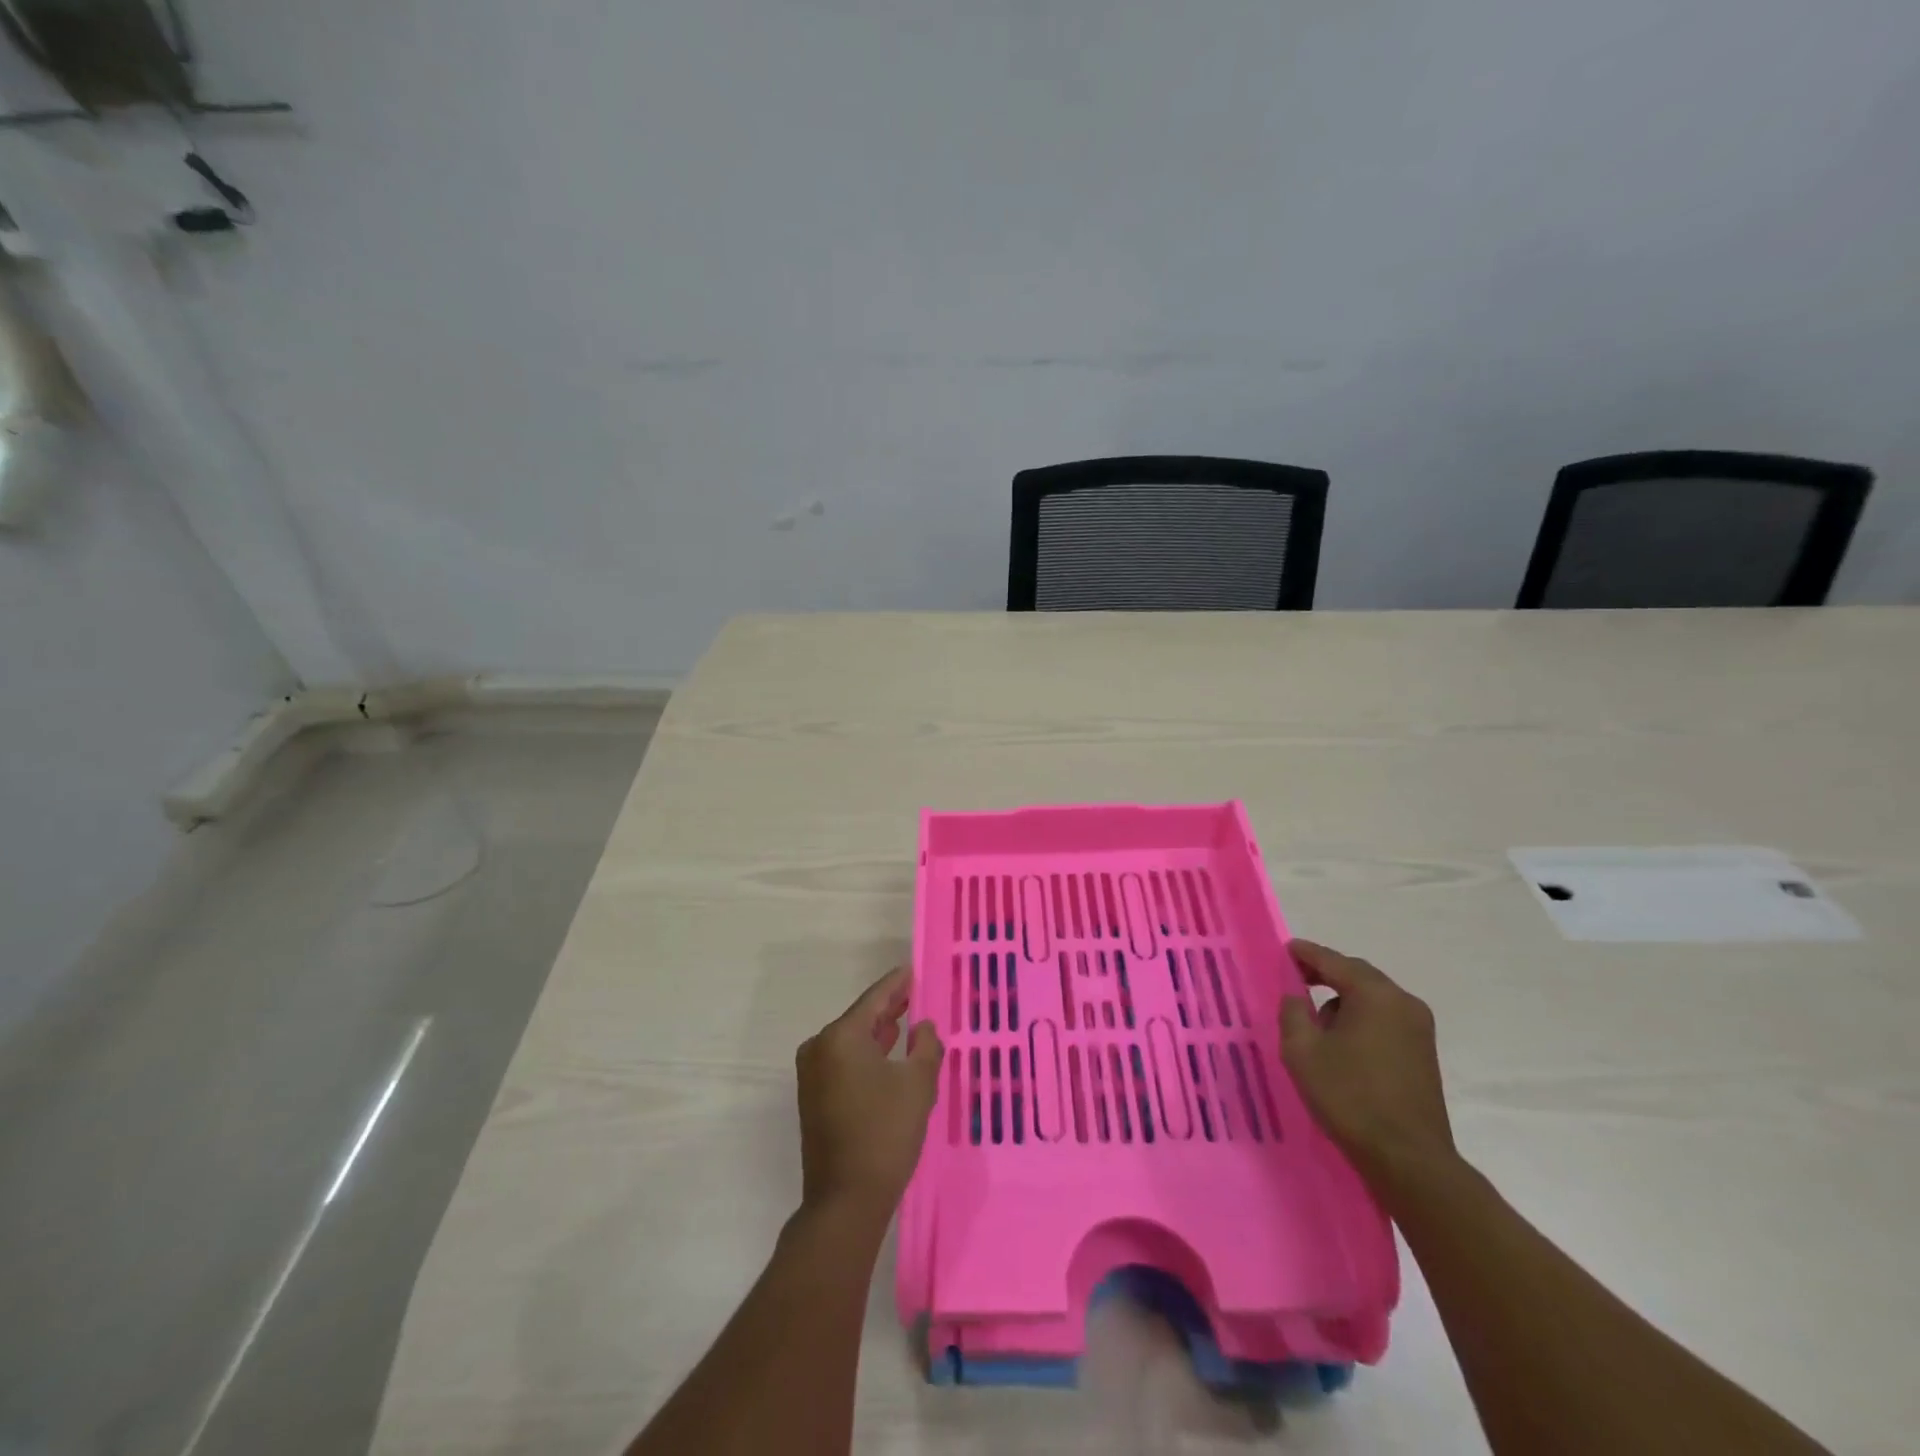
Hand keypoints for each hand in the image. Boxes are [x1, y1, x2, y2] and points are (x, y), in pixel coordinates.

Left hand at [796, 967, 942, 1218]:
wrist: (845, 1201)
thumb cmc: (885, 1134)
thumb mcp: (918, 1085)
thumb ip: (925, 1046)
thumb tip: (923, 1027)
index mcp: (841, 1037)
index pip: (875, 999)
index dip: (897, 984)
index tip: (913, 970)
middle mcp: (819, 1047)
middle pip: (860, 1018)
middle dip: (889, 1008)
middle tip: (915, 995)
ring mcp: (812, 1074)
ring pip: (851, 1041)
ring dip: (878, 1033)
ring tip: (906, 1021)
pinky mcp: (813, 1097)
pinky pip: (844, 1062)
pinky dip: (866, 1054)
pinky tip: (887, 1055)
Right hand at [1279, 940, 1455, 1184]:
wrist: (1408, 1159)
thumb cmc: (1350, 1097)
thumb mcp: (1302, 1051)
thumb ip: (1293, 1013)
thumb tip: (1296, 997)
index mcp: (1375, 995)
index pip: (1334, 961)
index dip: (1306, 954)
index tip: (1285, 949)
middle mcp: (1403, 1003)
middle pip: (1358, 976)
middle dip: (1327, 974)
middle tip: (1296, 979)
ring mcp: (1420, 1030)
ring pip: (1373, 999)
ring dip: (1345, 1001)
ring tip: (1317, 1021)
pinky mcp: (1424, 1054)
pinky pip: (1385, 1020)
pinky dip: (1362, 1020)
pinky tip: (1343, 1043)